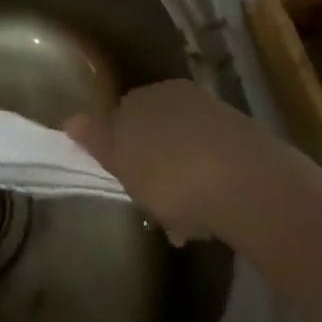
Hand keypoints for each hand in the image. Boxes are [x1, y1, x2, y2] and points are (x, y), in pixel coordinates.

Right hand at [67, 80, 289, 246]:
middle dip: (152, 168)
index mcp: (146, 94)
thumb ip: (95, 137)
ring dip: (182, 183)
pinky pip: (216, 166)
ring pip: (187, 151)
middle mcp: (180, 96)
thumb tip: (70, 118)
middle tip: (151, 207)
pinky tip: (211, 222)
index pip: (121, 114)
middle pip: (156, 132)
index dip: (117, 149)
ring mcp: (217, 117)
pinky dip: (209, 189)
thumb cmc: (171, 172)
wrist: (251, 186)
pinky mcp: (248, 145)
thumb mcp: (121, 158)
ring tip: (184, 227)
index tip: (120, 181)